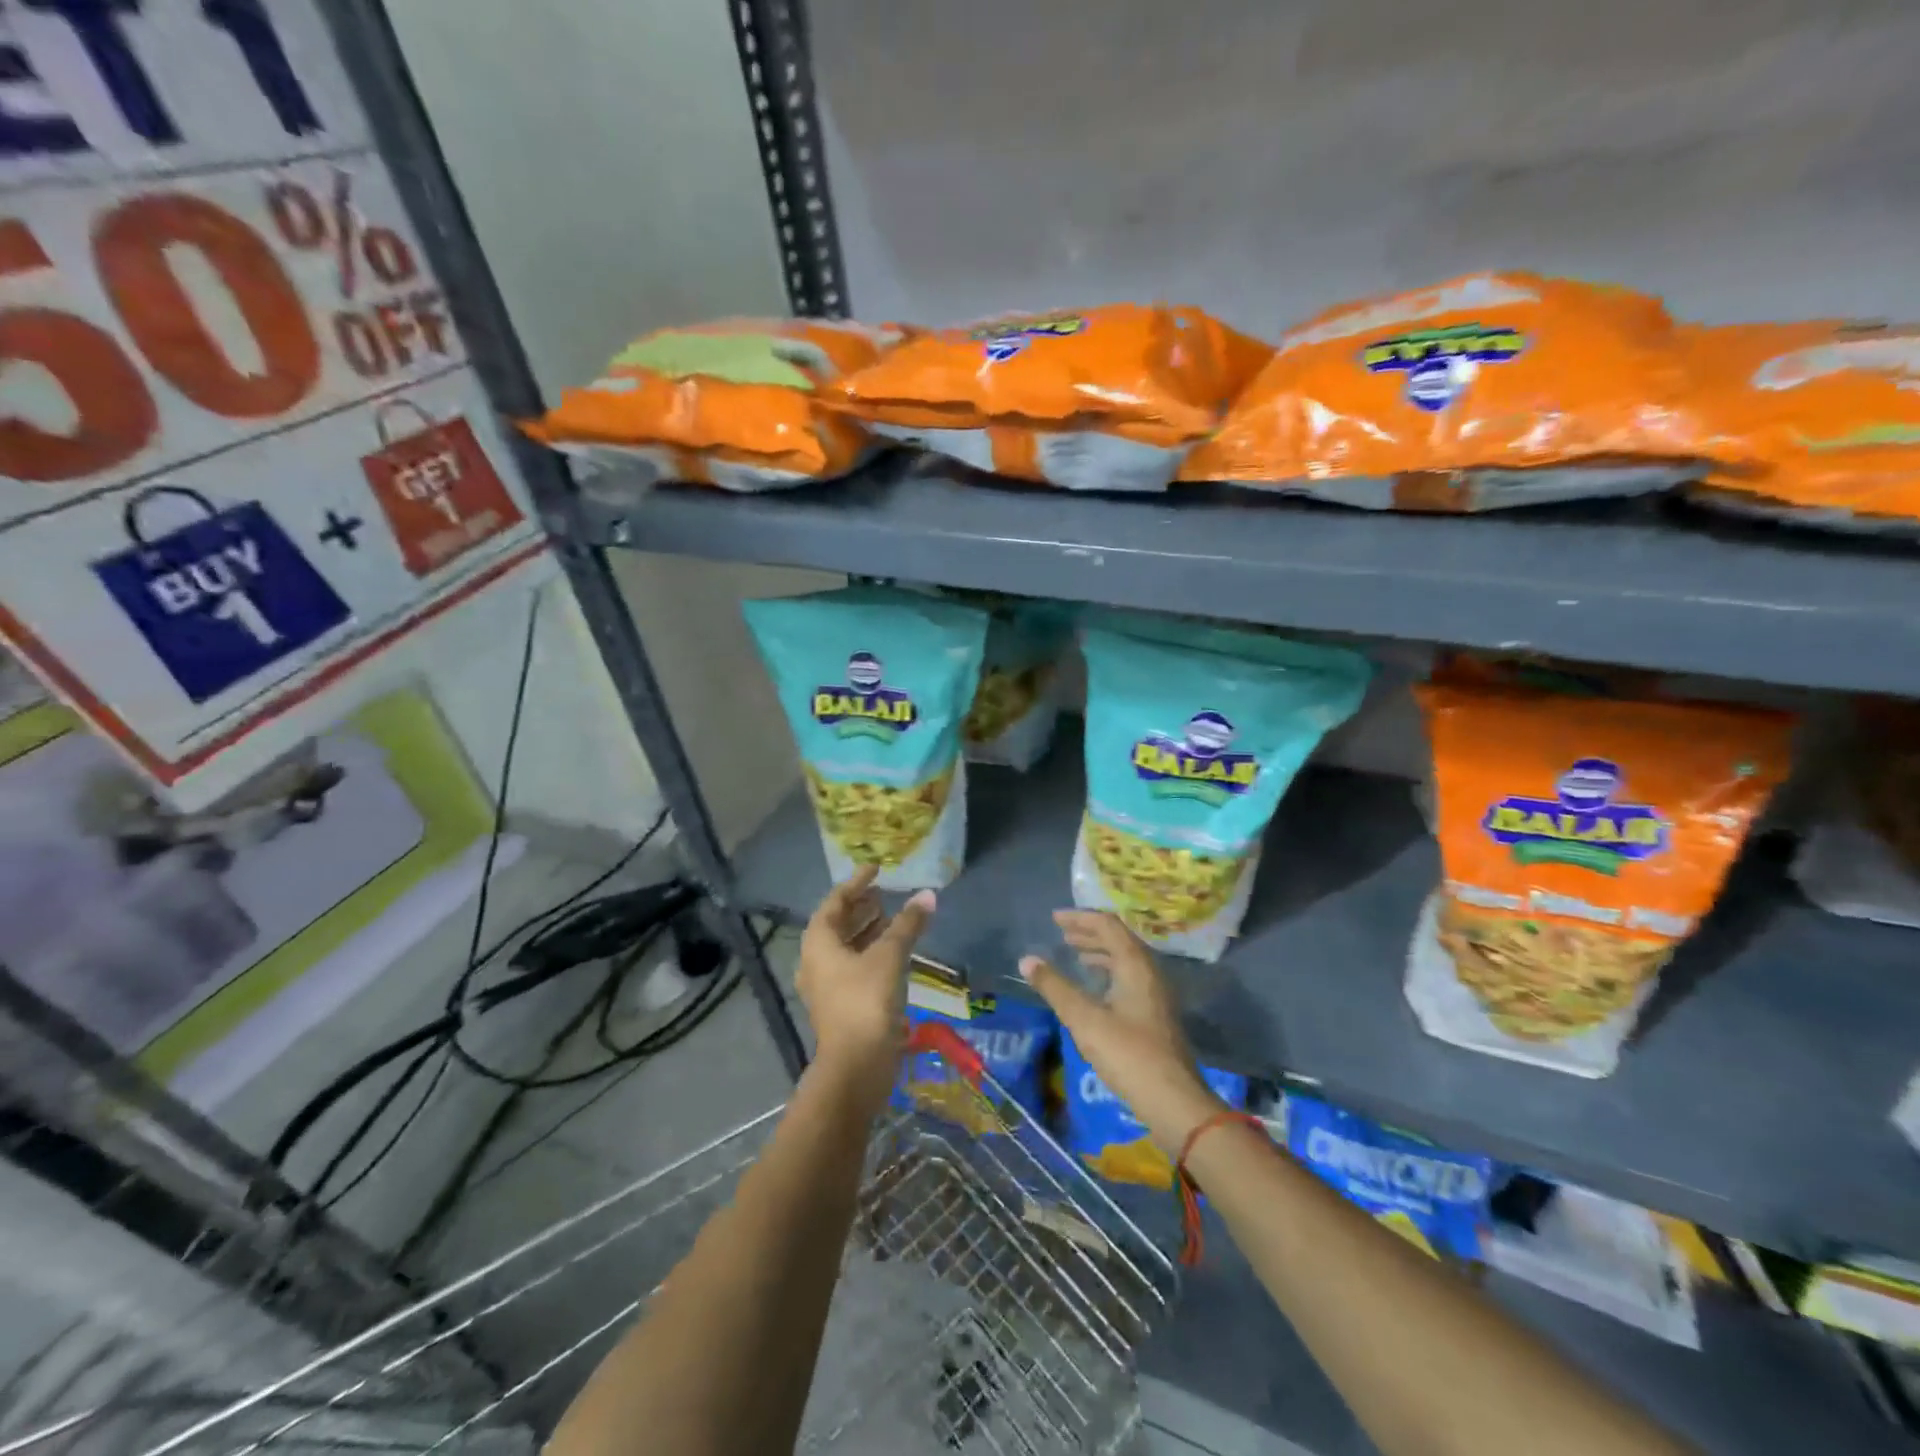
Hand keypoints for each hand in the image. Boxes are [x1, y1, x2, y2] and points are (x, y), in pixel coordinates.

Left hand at [798, 866, 933, 1102]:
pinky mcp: (842, 1004)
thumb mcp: (889, 956)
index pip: (835, 902)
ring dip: (869, 930)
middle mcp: (816, 961)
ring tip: (894, 916)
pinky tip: (896, 951)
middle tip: (885, 893)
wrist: (856, 1066)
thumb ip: (908, 924)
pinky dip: (873, 952)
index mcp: (818, 943)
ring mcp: (827, 986)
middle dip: (862, 907)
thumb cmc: (866, 1001)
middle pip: (838, 924)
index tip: (876, 869)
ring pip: (847, 947)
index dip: (856, 883)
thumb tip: (928, 895)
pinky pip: (855, 966)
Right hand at [1020, 911, 1226, 1151]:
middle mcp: (1149, 972)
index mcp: (1135, 965)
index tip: (1055, 918)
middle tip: (1062, 935)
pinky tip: (1095, 990)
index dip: (1081, 918)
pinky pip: (1129, 978)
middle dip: (1089, 933)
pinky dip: (1108, 972)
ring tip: (1075, 956)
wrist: (1174, 1101)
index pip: (1108, 926)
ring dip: (1099, 953)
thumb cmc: (1128, 1054)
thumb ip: (1055, 987)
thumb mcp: (1084, 1019)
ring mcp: (1156, 995)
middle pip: (1119, 939)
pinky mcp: (1155, 1015)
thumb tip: (1026, 959)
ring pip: (1125, 960)